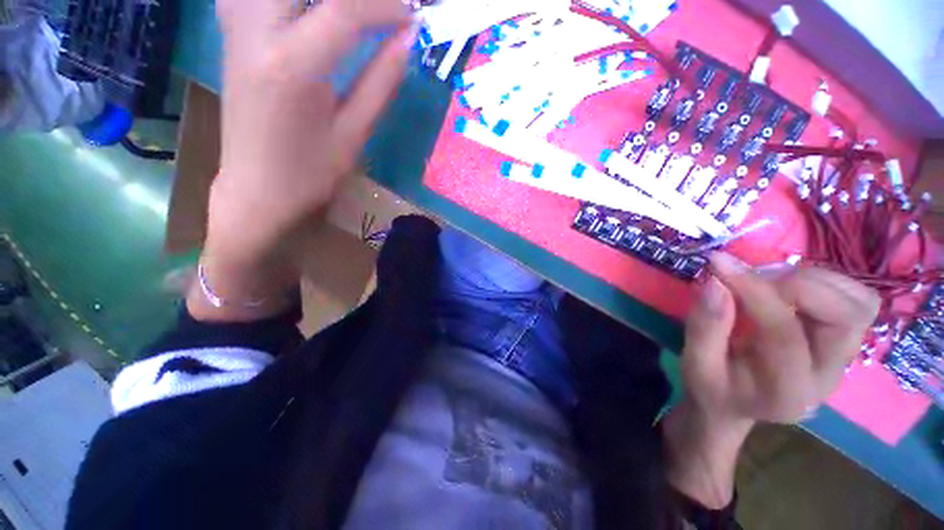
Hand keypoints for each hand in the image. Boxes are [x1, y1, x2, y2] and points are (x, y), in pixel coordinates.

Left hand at [209, 0, 414, 262]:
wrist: (255, 189)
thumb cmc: (310, 173)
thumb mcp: (353, 135)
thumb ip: (380, 83)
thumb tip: (406, 42)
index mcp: (293, 66)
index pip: (345, 10)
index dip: (386, 6)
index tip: (412, 17)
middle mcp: (257, 32)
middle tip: (380, 8)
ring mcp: (236, 27)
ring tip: (349, 10)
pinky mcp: (230, 33)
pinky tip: (303, 9)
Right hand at [663, 252, 879, 508]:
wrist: (735, 407)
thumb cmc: (708, 390)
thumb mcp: (694, 361)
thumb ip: (705, 322)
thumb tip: (713, 278)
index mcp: (788, 392)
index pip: (786, 331)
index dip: (754, 291)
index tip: (717, 262)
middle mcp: (830, 377)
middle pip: (849, 314)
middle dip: (799, 283)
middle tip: (753, 277)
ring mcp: (842, 361)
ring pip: (859, 302)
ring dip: (814, 279)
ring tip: (769, 282)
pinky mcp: (841, 345)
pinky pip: (852, 299)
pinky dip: (821, 282)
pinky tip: (786, 290)